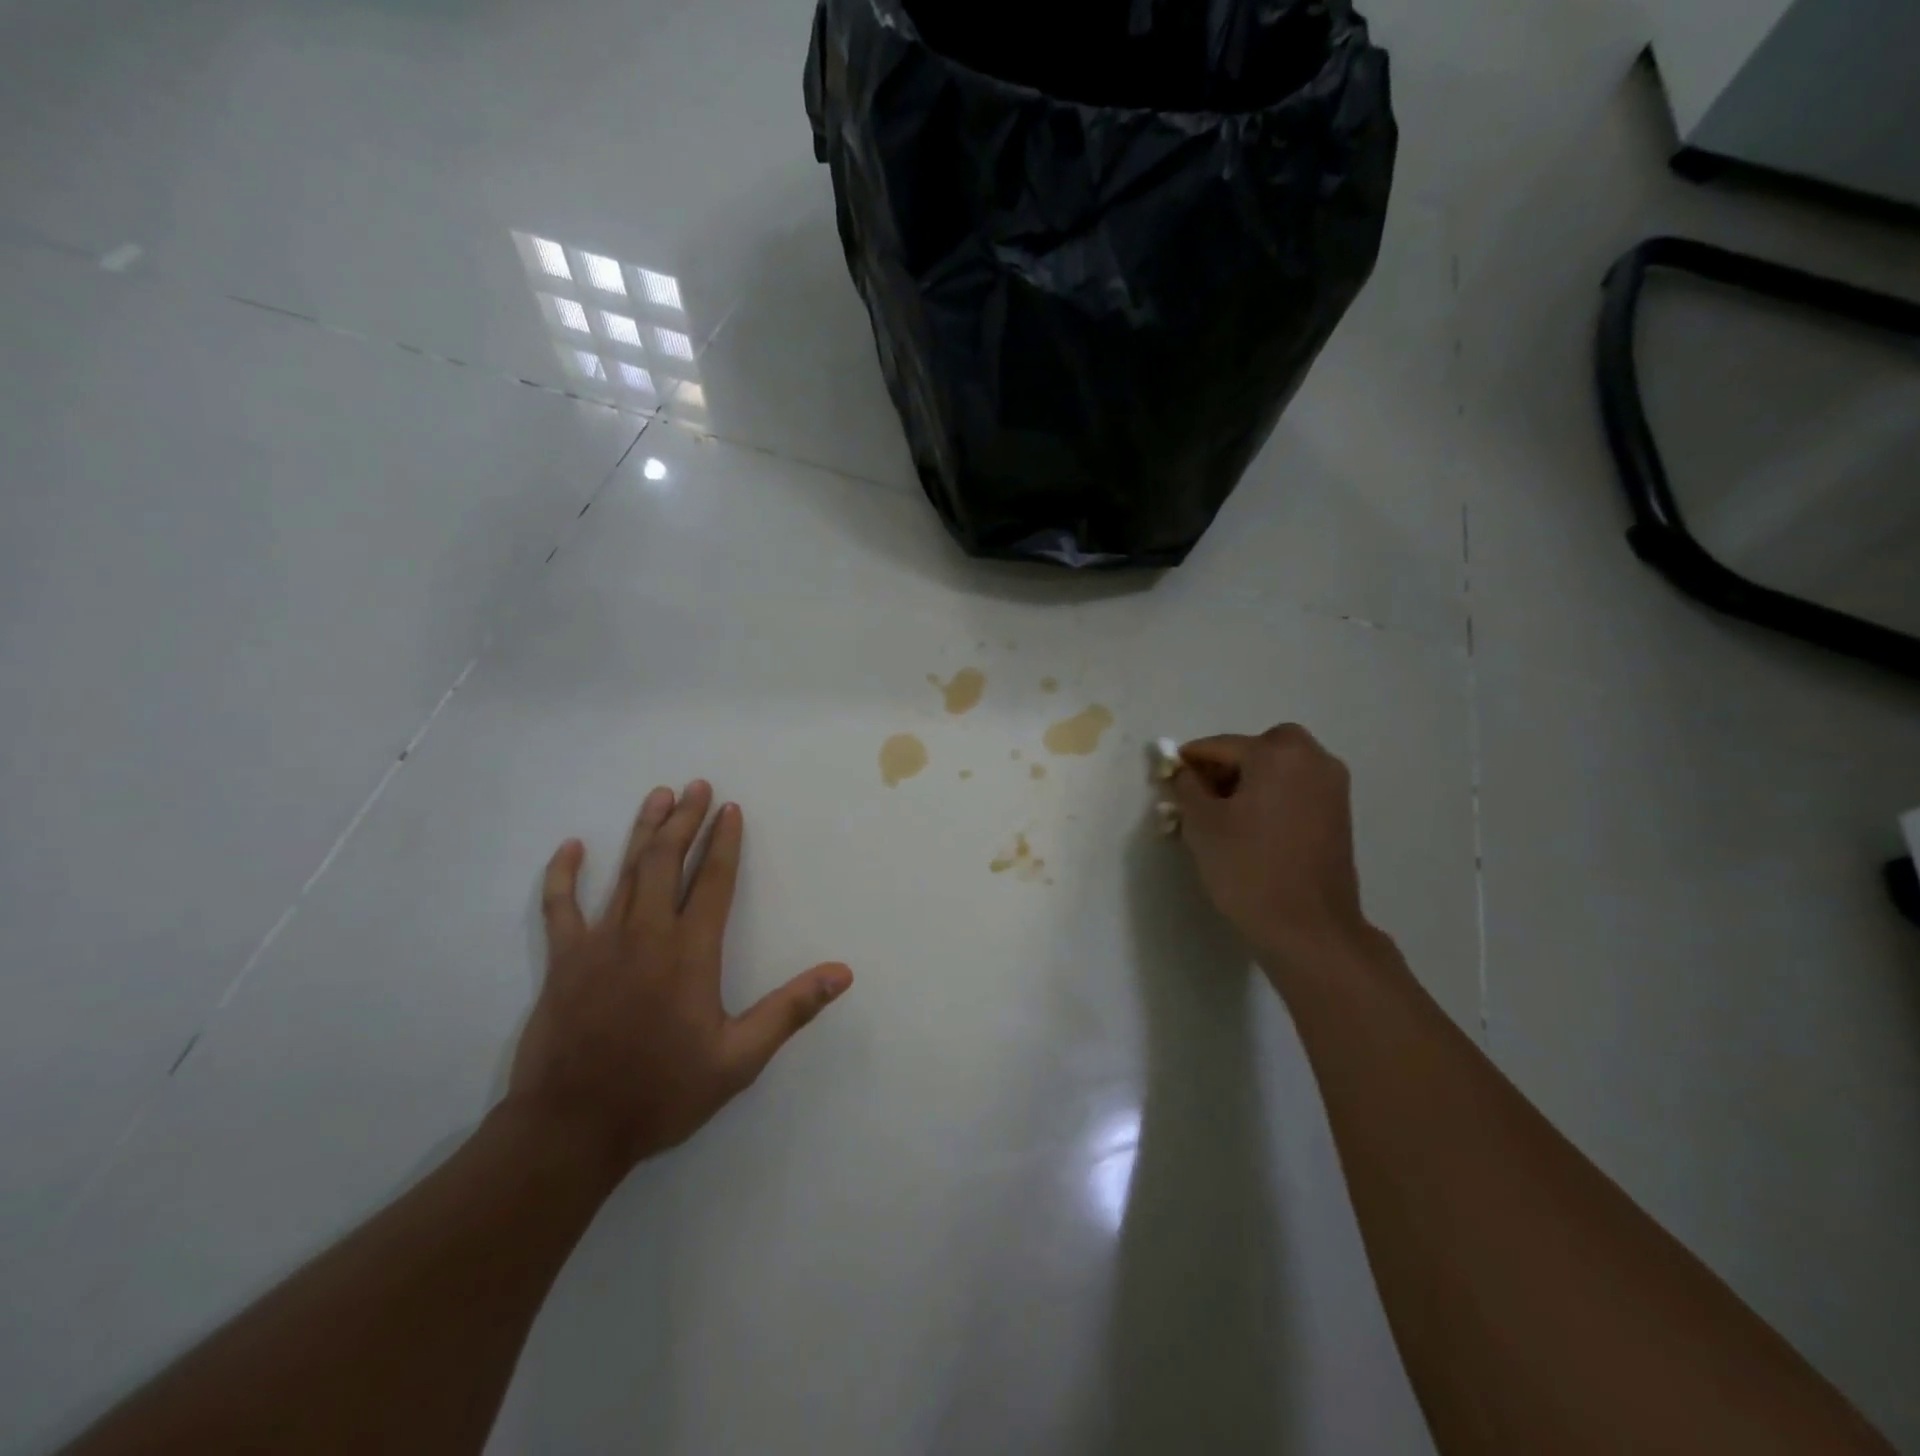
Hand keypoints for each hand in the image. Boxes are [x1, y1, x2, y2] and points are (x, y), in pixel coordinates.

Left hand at [506, 781, 852, 1180]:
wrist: (571, 1129)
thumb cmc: (661, 1092)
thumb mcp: (739, 1059)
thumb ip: (790, 1009)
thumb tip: (842, 972)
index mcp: (690, 952)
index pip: (712, 881)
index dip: (723, 842)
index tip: (730, 809)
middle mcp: (646, 934)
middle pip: (667, 861)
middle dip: (685, 820)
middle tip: (698, 786)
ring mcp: (599, 943)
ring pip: (625, 872)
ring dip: (643, 830)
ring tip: (659, 795)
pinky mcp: (563, 960)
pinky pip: (560, 906)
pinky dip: (564, 874)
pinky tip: (572, 847)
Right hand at [1171, 724, 1372, 972]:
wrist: (1309, 927)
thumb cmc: (1248, 868)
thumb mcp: (1202, 824)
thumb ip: (1187, 786)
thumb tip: (1184, 771)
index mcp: (1277, 754)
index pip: (1221, 745)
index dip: (1190, 759)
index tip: (1169, 775)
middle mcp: (1312, 759)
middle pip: (1258, 748)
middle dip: (1228, 764)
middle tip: (1204, 793)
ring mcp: (1332, 786)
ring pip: (1281, 766)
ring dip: (1253, 778)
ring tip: (1227, 813)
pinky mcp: (1340, 812)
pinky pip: (1298, 787)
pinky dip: (1274, 794)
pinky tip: (1254, 825)